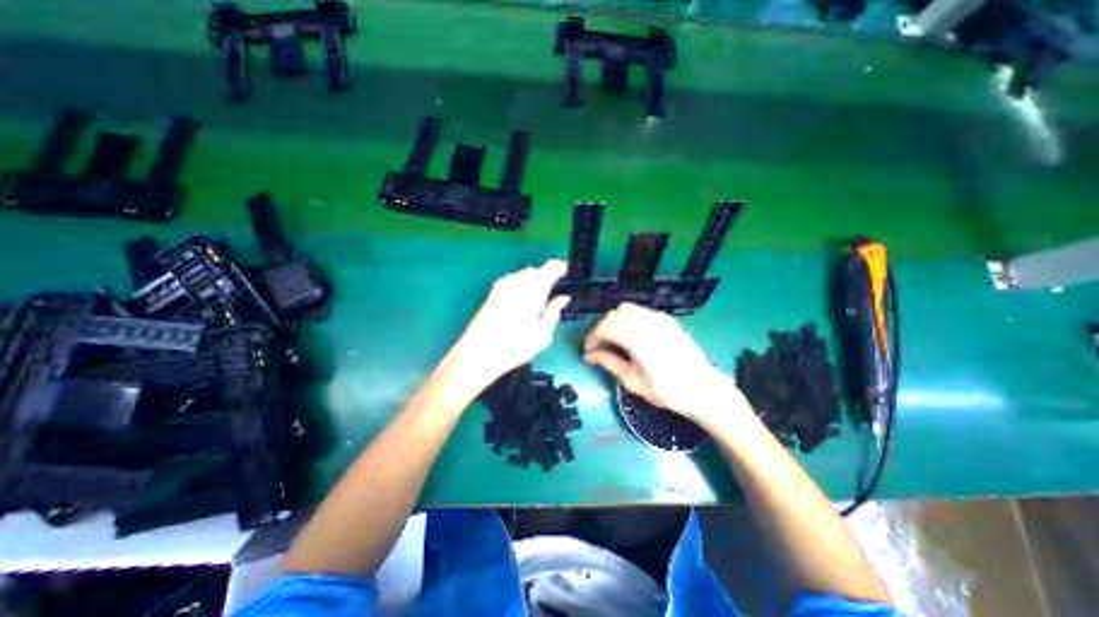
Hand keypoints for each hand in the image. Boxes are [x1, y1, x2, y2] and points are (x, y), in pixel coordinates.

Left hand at [446, 260, 570, 389]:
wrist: (477, 354)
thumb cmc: (514, 348)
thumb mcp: (543, 334)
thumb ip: (554, 312)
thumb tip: (563, 298)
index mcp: (533, 291)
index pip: (550, 268)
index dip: (561, 268)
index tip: (567, 273)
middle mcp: (517, 283)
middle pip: (536, 270)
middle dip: (546, 276)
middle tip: (554, 290)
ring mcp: (502, 287)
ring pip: (522, 274)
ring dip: (533, 280)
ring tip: (538, 297)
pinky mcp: (492, 293)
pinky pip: (511, 281)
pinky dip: (520, 285)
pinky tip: (521, 301)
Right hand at [584, 300, 737, 424]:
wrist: (704, 389)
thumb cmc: (667, 391)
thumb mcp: (633, 381)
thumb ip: (609, 363)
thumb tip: (590, 355)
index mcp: (637, 338)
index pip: (605, 328)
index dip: (592, 338)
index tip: (587, 351)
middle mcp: (646, 321)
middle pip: (613, 316)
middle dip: (602, 329)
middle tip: (599, 348)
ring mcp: (658, 318)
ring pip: (626, 310)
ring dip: (614, 322)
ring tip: (613, 341)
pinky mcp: (666, 319)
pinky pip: (640, 311)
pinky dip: (628, 319)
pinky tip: (630, 335)